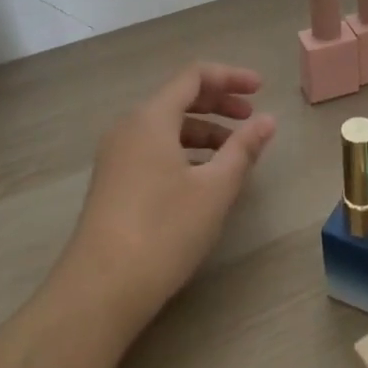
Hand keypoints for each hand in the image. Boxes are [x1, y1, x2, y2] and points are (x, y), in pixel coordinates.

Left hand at [62, 62, 277, 331]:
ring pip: (166, 127)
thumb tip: (267, 120)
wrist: (100, 290)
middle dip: (219, 103)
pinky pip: (154, 149)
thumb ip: (243, 149)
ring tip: (234, 153)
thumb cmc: (163, 230)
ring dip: (203, 131)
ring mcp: (116, 156)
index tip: (261, 90)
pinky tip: (203, 178)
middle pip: (179, 99)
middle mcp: (129, 128)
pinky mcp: (113, 183)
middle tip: (252, 118)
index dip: (230, 77)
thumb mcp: (214, 189)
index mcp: (151, 118)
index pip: (194, 77)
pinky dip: (184, 151)